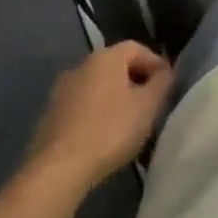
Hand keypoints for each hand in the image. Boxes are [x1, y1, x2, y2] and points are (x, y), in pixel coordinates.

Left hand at [26, 42, 172, 188]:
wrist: (58, 169)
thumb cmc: (110, 131)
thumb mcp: (148, 106)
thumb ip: (162, 82)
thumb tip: (166, 70)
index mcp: (105, 57)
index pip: (137, 48)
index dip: (156, 63)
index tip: (166, 86)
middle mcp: (80, 65)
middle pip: (116, 65)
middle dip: (136, 80)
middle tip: (151, 104)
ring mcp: (61, 90)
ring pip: (98, 85)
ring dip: (116, 97)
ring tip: (129, 121)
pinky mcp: (51, 114)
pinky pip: (82, 104)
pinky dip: (97, 111)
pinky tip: (104, 134)